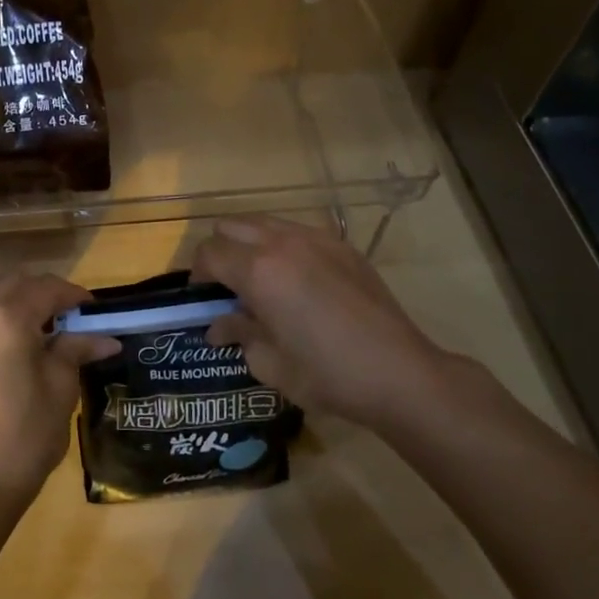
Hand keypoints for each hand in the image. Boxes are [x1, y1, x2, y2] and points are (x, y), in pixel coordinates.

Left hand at [0, 272, 117, 537]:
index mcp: (6, 317)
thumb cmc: (22, 438)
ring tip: (43, 333)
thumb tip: (105, 338)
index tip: (94, 310)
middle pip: (14, 284)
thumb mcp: (60, 391)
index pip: (46, 288)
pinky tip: (13, 351)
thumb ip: (76, 352)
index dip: (74, 295)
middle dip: (43, 293)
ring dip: (18, 304)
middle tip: (70, 316)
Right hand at [192, 216, 453, 432]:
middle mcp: (281, 243)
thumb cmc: (327, 375)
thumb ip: (239, 334)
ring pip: (263, 222)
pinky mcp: (341, 245)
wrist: (400, 374)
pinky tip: (297, 279)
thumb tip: (218, 326)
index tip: (203, 299)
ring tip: (260, 278)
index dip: (198, 274)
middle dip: (221, 251)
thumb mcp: (270, 363)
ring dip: (250, 244)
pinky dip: (282, 246)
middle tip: (227, 285)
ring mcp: (314, 239)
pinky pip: (296, 231)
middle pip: (231, 226)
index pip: (209, 253)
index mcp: (258, 271)